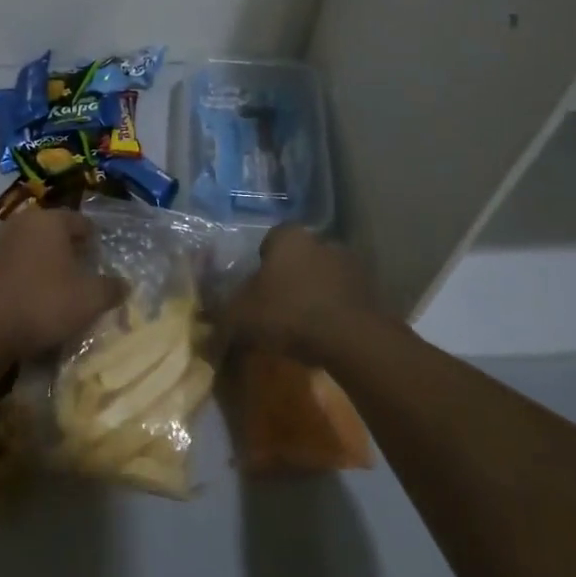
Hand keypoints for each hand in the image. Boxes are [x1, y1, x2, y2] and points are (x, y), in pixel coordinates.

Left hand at [0, 209, 125, 367]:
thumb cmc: (44, 303)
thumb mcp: (91, 299)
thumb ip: (112, 288)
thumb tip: (124, 284)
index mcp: (50, 219)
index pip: (84, 223)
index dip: (98, 245)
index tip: (105, 267)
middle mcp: (24, 223)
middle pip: (59, 236)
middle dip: (75, 255)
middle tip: (89, 281)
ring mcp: (1, 244)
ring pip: (39, 252)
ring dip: (53, 269)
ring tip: (66, 295)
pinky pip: (21, 268)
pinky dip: (33, 281)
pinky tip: (40, 303)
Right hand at [220, 225, 375, 364]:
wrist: (352, 338)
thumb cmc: (289, 313)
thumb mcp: (241, 318)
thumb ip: (220, 320)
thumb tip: (204, 336)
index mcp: (289, 237)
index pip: (269, 240)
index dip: (259, 263)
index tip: (254, 290)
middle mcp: (322, 241)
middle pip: (297, 258)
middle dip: (287, 279)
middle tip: (274, 308)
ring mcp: (351, 265)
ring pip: (321, 278)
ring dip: (312, 295)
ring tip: (300, 327)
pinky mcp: (371, 291)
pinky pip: (342, 299)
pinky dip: (332, 312)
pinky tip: (323, 335)